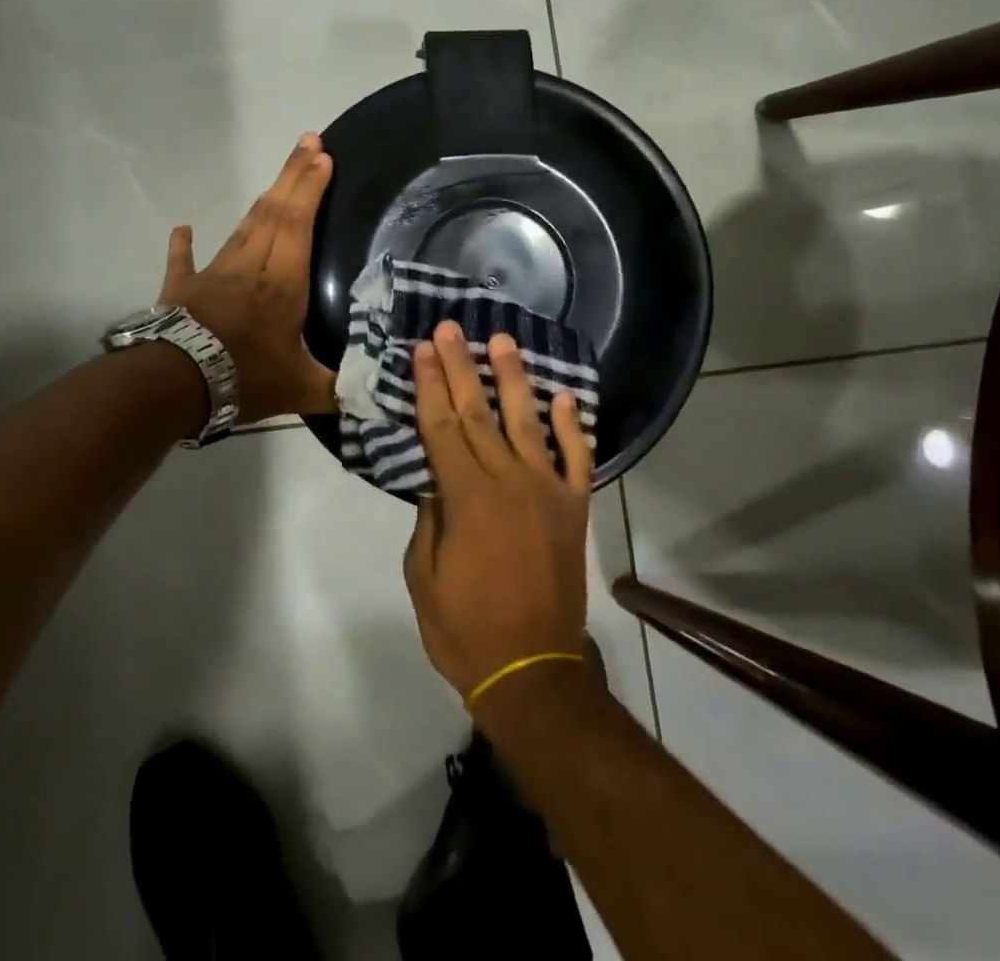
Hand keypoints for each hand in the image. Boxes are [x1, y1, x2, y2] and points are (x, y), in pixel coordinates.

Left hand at [159, 133, 337, 424]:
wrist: (176, 384)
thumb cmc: (244, 378)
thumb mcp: (301, 390)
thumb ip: (338, 388)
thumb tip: (376, 394)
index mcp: (283, 283)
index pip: (299, 224)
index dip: (311, 189)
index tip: (324, 157)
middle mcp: (251, 267)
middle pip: (274, 212)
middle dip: (294, 175)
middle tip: (309, 142)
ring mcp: (213, 273)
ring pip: (242, 228)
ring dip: (262, 201)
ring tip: (278, 181)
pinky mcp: (182, 288)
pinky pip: (183, 260)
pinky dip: (183, 243)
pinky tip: (183, 227)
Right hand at [402, 320, 593, 699]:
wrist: (534, 672)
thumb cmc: (465, 629)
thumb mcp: (423, 576)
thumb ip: (428, 520)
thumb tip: (436, 482)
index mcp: (466, 497)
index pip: (441, 426)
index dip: (429, 385)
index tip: (422, 349)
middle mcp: (508, 481)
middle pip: (477, 412)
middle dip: (460, 366)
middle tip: (450, 328)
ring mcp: (547, 490)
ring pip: (527, 421)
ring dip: (513, 378)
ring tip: (502, 341)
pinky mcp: (574, 508)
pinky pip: (577, 459)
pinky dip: (573, 427)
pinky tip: (564, 397)